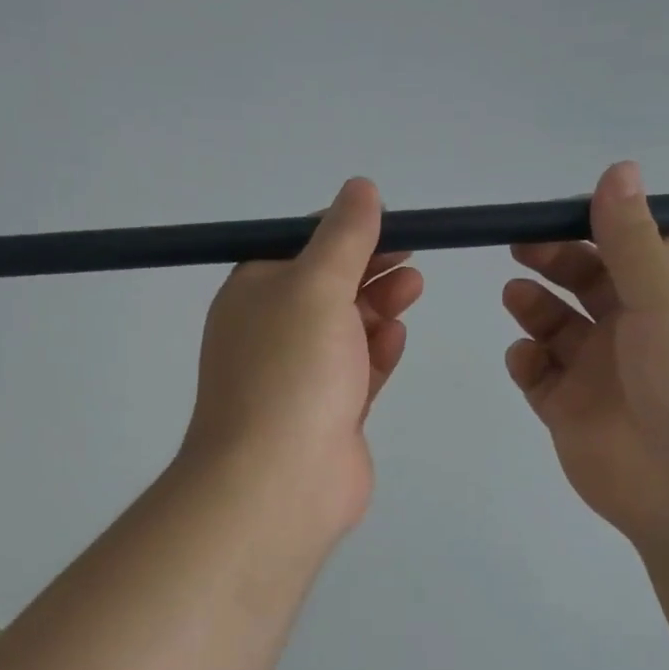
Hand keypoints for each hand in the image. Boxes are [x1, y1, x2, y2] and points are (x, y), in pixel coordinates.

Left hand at [179, 177, 423, 547]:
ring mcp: (299, 377)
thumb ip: (343, 236)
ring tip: (414, 287)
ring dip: (378, 305)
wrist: (278, 481)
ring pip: (345, 329)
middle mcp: (271, 332)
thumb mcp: (316, 285)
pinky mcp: (327, 414)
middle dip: (369, 269)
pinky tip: (397, 335)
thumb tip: (360, 188)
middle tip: (411, 257)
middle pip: (327, 288)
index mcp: (254, 294)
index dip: (345, 233)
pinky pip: (355, 371)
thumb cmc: (291, 369)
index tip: (391, 224)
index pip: (299, 248)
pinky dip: (377, 351)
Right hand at [502, 161, 668, 544]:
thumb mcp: (667, 300)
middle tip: (520, 247)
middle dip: (554, 260)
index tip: (559, 213)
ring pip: (556, 327)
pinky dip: (526, 360)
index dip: (599, 226)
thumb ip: (631, 240)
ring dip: (534, 306)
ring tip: (517, 297)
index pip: (634, 248)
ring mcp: (600, 373)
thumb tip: (619, 169)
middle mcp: (636, 331)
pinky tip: (526, 358)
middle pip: (587, 281)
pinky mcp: (569, 411)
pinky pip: (538, 374)